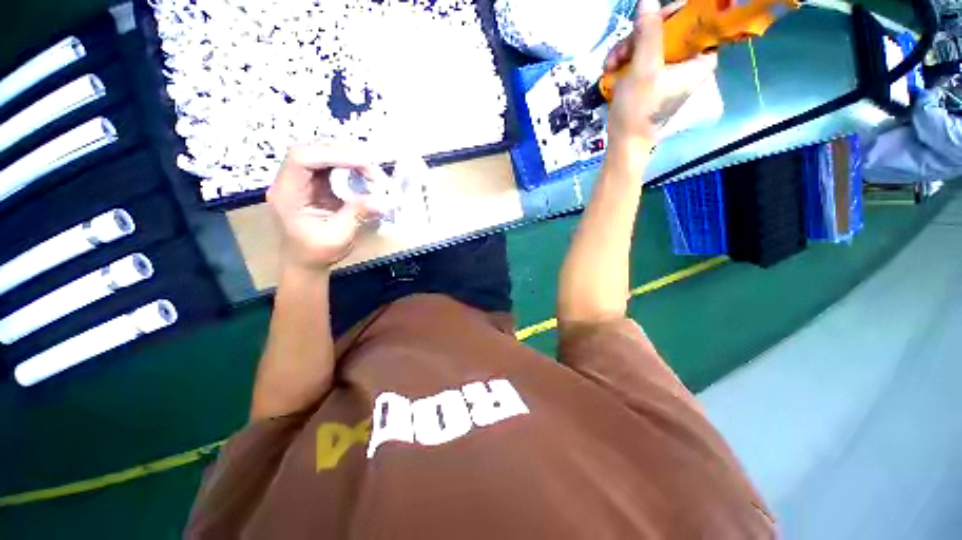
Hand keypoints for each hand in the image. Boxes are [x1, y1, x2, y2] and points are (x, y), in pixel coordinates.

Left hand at [266, 143, 386, 271]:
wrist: (305, 261)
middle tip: (373, 165)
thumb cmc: (316, 252)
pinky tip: (363, 173)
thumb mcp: (338, 237)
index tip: (364, 162)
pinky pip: (330, 165)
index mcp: (287, 194)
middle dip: (345, 153)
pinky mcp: (314, 183)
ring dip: (349, 157)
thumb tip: (383, 201)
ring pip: (322, 154)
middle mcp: (290, 180)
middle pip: (313, 150)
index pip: (303, 159)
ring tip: (371, 168)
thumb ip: (357, 214)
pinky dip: (349, 166)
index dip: (333, 154)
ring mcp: (302, 180)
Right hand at [603, 0, 716, 157]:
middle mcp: (688, 60)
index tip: (648, 23)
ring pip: (650, 40)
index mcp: (699, 58)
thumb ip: (648, 32)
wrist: (624, 141)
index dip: (671, 16)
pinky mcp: (652, 76)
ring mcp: (668, 68)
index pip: (695, 20)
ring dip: (626, 48)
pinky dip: (624, 59)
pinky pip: (641, 55)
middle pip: (668, 28)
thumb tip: (648, 0)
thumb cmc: (638, 109)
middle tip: (621, 50)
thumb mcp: (644, 68)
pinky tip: (611, 69)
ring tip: (610, 64)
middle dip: (640, 36)